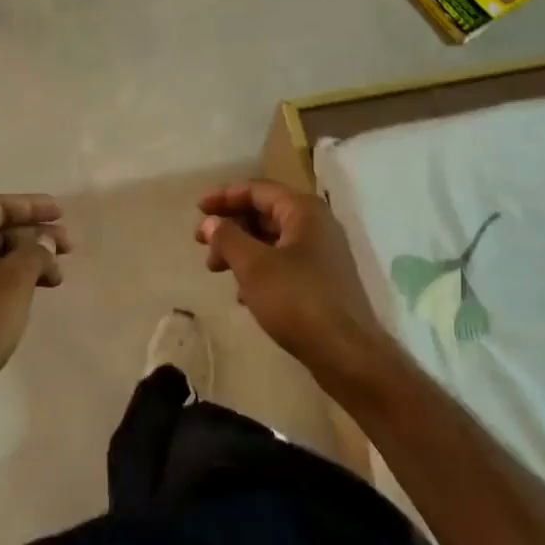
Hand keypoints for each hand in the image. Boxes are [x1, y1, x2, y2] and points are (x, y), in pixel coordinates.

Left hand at [0, 194, 71, 415]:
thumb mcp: (12, 282)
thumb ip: (34, 252)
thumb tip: (43, 241)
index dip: (32, 206)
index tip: (61, 214)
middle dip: (35, 235)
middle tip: (68, 247)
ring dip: (29, 260)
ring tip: (58, 277)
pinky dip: (16, 281)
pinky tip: (35, 294)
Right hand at [196, 181, 390, 391]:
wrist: (347, 354)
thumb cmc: (298, 300)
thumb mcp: (254, 266)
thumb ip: (227, 238)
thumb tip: (209, 222)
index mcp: (304, 210)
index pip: (257, 190)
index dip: (225, 196)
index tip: (198, 209)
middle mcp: (317, 225)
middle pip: (265, 214)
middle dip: (231, 227)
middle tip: (203, 246)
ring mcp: (323, 254)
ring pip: (273, 241)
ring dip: (242, 251)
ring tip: (217, 270)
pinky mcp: (323, 281)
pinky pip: (284, 263)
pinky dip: (260, 271)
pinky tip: (243, 295)